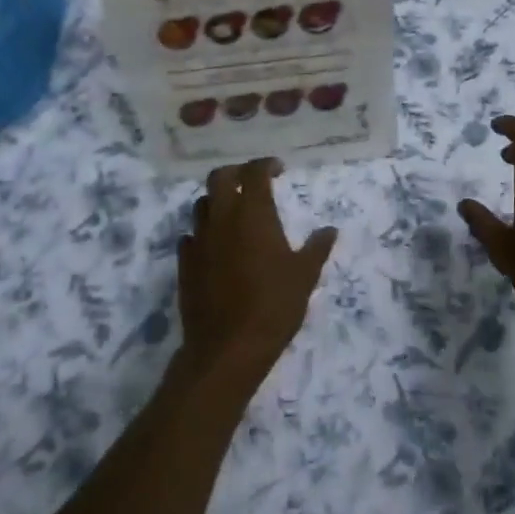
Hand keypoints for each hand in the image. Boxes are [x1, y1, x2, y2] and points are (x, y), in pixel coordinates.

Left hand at [177, 158, 337, 384]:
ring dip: (217, 201)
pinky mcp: (185, 263)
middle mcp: (222, 218)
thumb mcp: (305, 276)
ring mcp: (199, 239)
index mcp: (253, 214)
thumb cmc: (273, 306)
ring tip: (234, 213)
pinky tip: (216, 245)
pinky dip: (204, 232)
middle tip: (252, 183)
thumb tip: (330, 230)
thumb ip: (317, 248)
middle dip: (236, 173)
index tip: (278, 169)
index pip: (254, 173)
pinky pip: (191, 235)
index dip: (266, 165)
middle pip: (220, 177)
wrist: (228, 347)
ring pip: (202, 204)